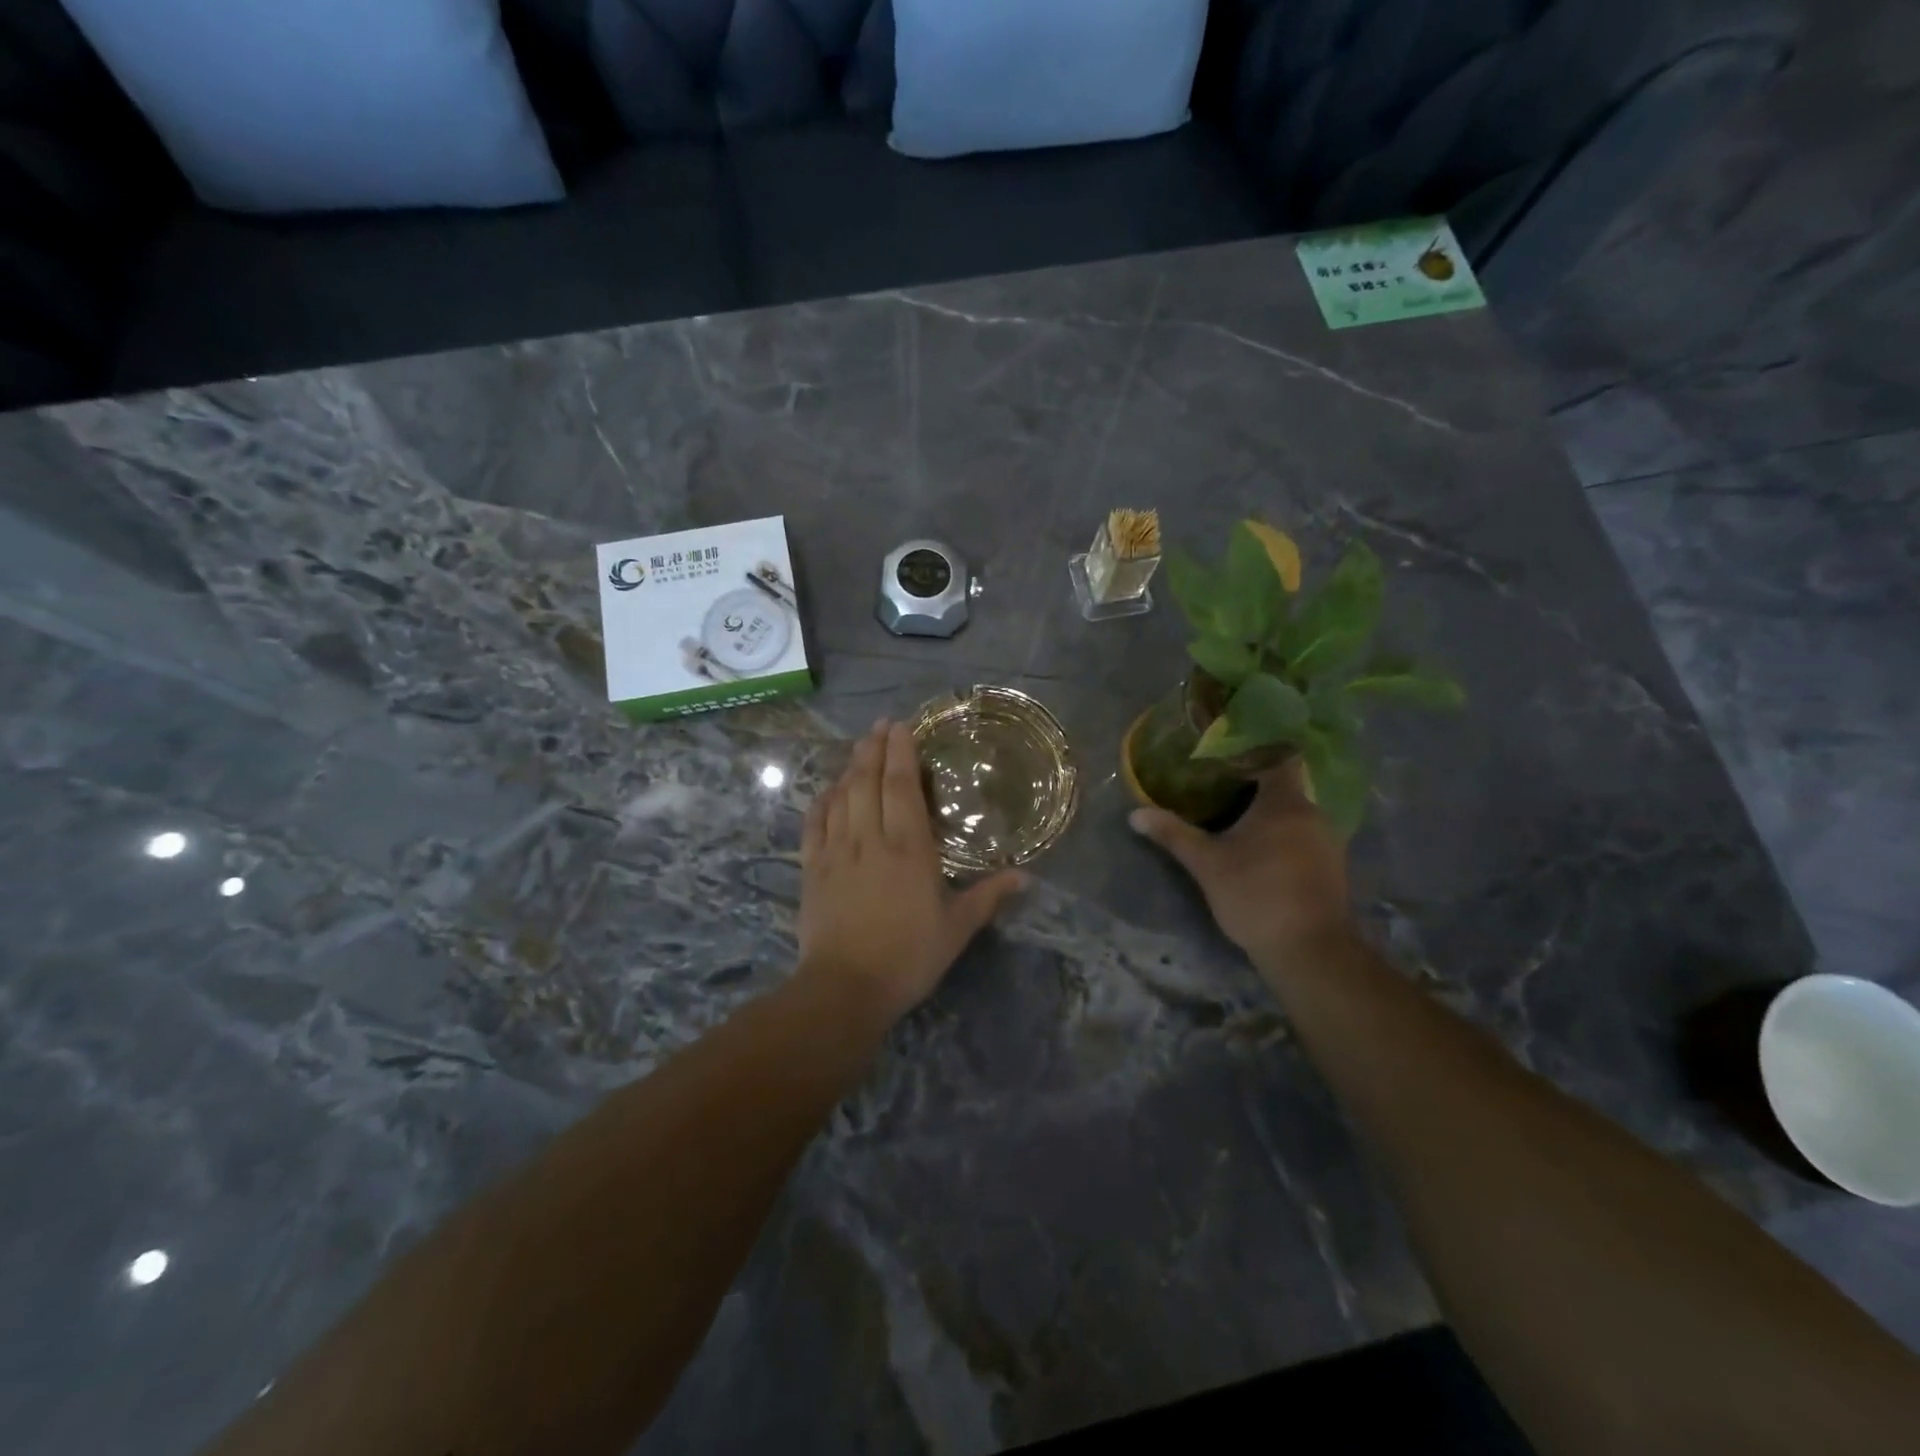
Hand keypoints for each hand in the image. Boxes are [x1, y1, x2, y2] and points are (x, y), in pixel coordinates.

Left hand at [798, 721, 1025, 1023]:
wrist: (845, 987)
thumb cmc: (908, 956)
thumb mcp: (957, 928)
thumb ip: (989, 896)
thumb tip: (1026, 877)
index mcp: (908, 847)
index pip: (902, 786)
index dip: (901, 752)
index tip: (901, 726)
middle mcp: (870, 838)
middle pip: (868, 781)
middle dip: (874, 749)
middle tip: (880, 725)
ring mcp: (836, 851)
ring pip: (841, 796)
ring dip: (850, 767)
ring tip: (859, 747)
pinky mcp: (812, 868)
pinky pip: (814, 823)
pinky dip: (821, 801)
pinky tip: (827, 791)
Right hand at [1130, 761, 1352, 965]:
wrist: (1309, 950)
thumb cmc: (1255, 895)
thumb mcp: (1206, 864)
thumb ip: (1173, 834)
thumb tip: (1135, 814)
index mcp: (1285, 803)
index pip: (1279, 757)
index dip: (1254, 751)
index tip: (1227, 754)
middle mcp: (1313, 814)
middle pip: (1285, 786)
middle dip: (1255, 786)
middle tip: (1221, 787)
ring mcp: (1328, 841)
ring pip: (1295, 814)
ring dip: (1270, 815)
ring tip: (1237, 818)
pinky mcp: (1332, 867)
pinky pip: (1305, 836)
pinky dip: (1284, 836)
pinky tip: (1261, 851)